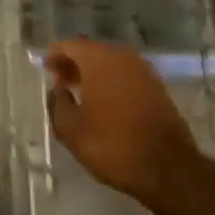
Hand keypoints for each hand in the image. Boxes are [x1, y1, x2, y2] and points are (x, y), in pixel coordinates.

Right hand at [46, 39, 214, 213]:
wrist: (168, 168)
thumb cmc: (112, 145)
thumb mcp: (71, 129)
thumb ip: (58, 103)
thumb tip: (58, 89)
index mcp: (97, 58)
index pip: (69, 46)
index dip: (54, 56)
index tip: (46, 69)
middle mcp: (121, 56)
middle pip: (91, 51)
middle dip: (75, 63)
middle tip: (62, 81)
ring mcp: (143, 70)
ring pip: (111, 63)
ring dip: (95, 73)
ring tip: (82, 93)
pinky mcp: (157, 87)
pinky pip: (127, 76)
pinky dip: (113, 82)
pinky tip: (107, 103)